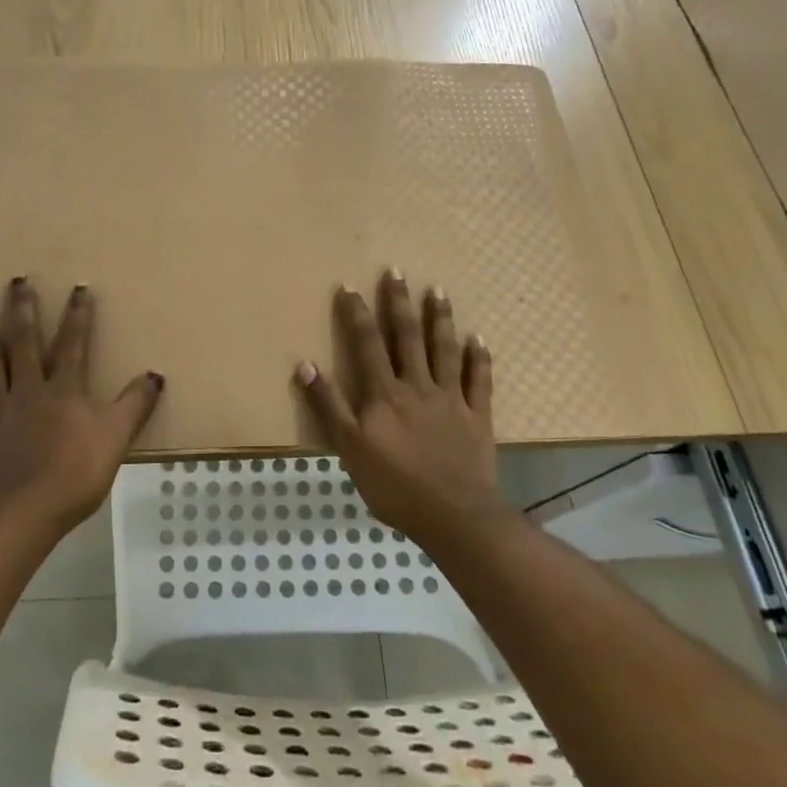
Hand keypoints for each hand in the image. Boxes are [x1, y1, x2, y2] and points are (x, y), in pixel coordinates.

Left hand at [0, 278, 163, 532]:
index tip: (78, 287)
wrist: (25, 514)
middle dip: (23, 310)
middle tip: (16, 280)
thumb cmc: (75, 475)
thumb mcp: (116, 439)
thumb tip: (155, 374)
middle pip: (24, 344)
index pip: (74, 344)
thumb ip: (135, 405)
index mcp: (63, 391)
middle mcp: (27, 392)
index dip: (78, 315)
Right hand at [295, 269, 503, 541]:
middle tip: (397, 271)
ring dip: (440, 319)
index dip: (357, 314)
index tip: (350, 285)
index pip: (367, 344)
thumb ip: (329, 405)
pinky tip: (478, 340)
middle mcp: (418, 386)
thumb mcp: (349, 448)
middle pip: (407, 337)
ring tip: (438, 291)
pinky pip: (480, 381)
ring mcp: (451, 399)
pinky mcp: (477, 417)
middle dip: (399, 303)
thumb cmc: (394, 485)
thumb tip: (306, 364)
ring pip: (444, 350)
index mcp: (385, 394)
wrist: (454, 515)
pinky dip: (480, 359)